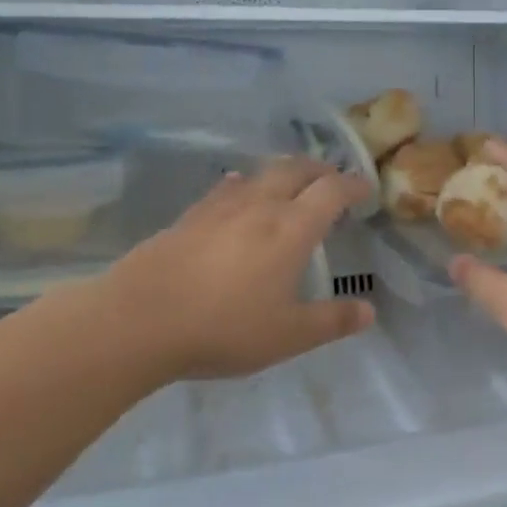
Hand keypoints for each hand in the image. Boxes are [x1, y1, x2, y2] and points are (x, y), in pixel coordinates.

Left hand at [89, 158, 374, 380]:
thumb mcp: (287, 336)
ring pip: (260, 174)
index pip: (331, 192)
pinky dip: (244, 184)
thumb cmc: (223, 328)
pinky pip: (226, 188)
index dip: (353, 186)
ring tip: (290, 183)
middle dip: (320, 170)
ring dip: (283, 172)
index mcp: (291, 229)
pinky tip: (237, 192)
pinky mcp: (189, 217)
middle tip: (332, 180)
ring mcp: (220, 208)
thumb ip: (331, 321)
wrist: (138, 320)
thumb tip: (369, 311)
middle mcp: (260, 207)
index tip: (366, 189)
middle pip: (295, 170)